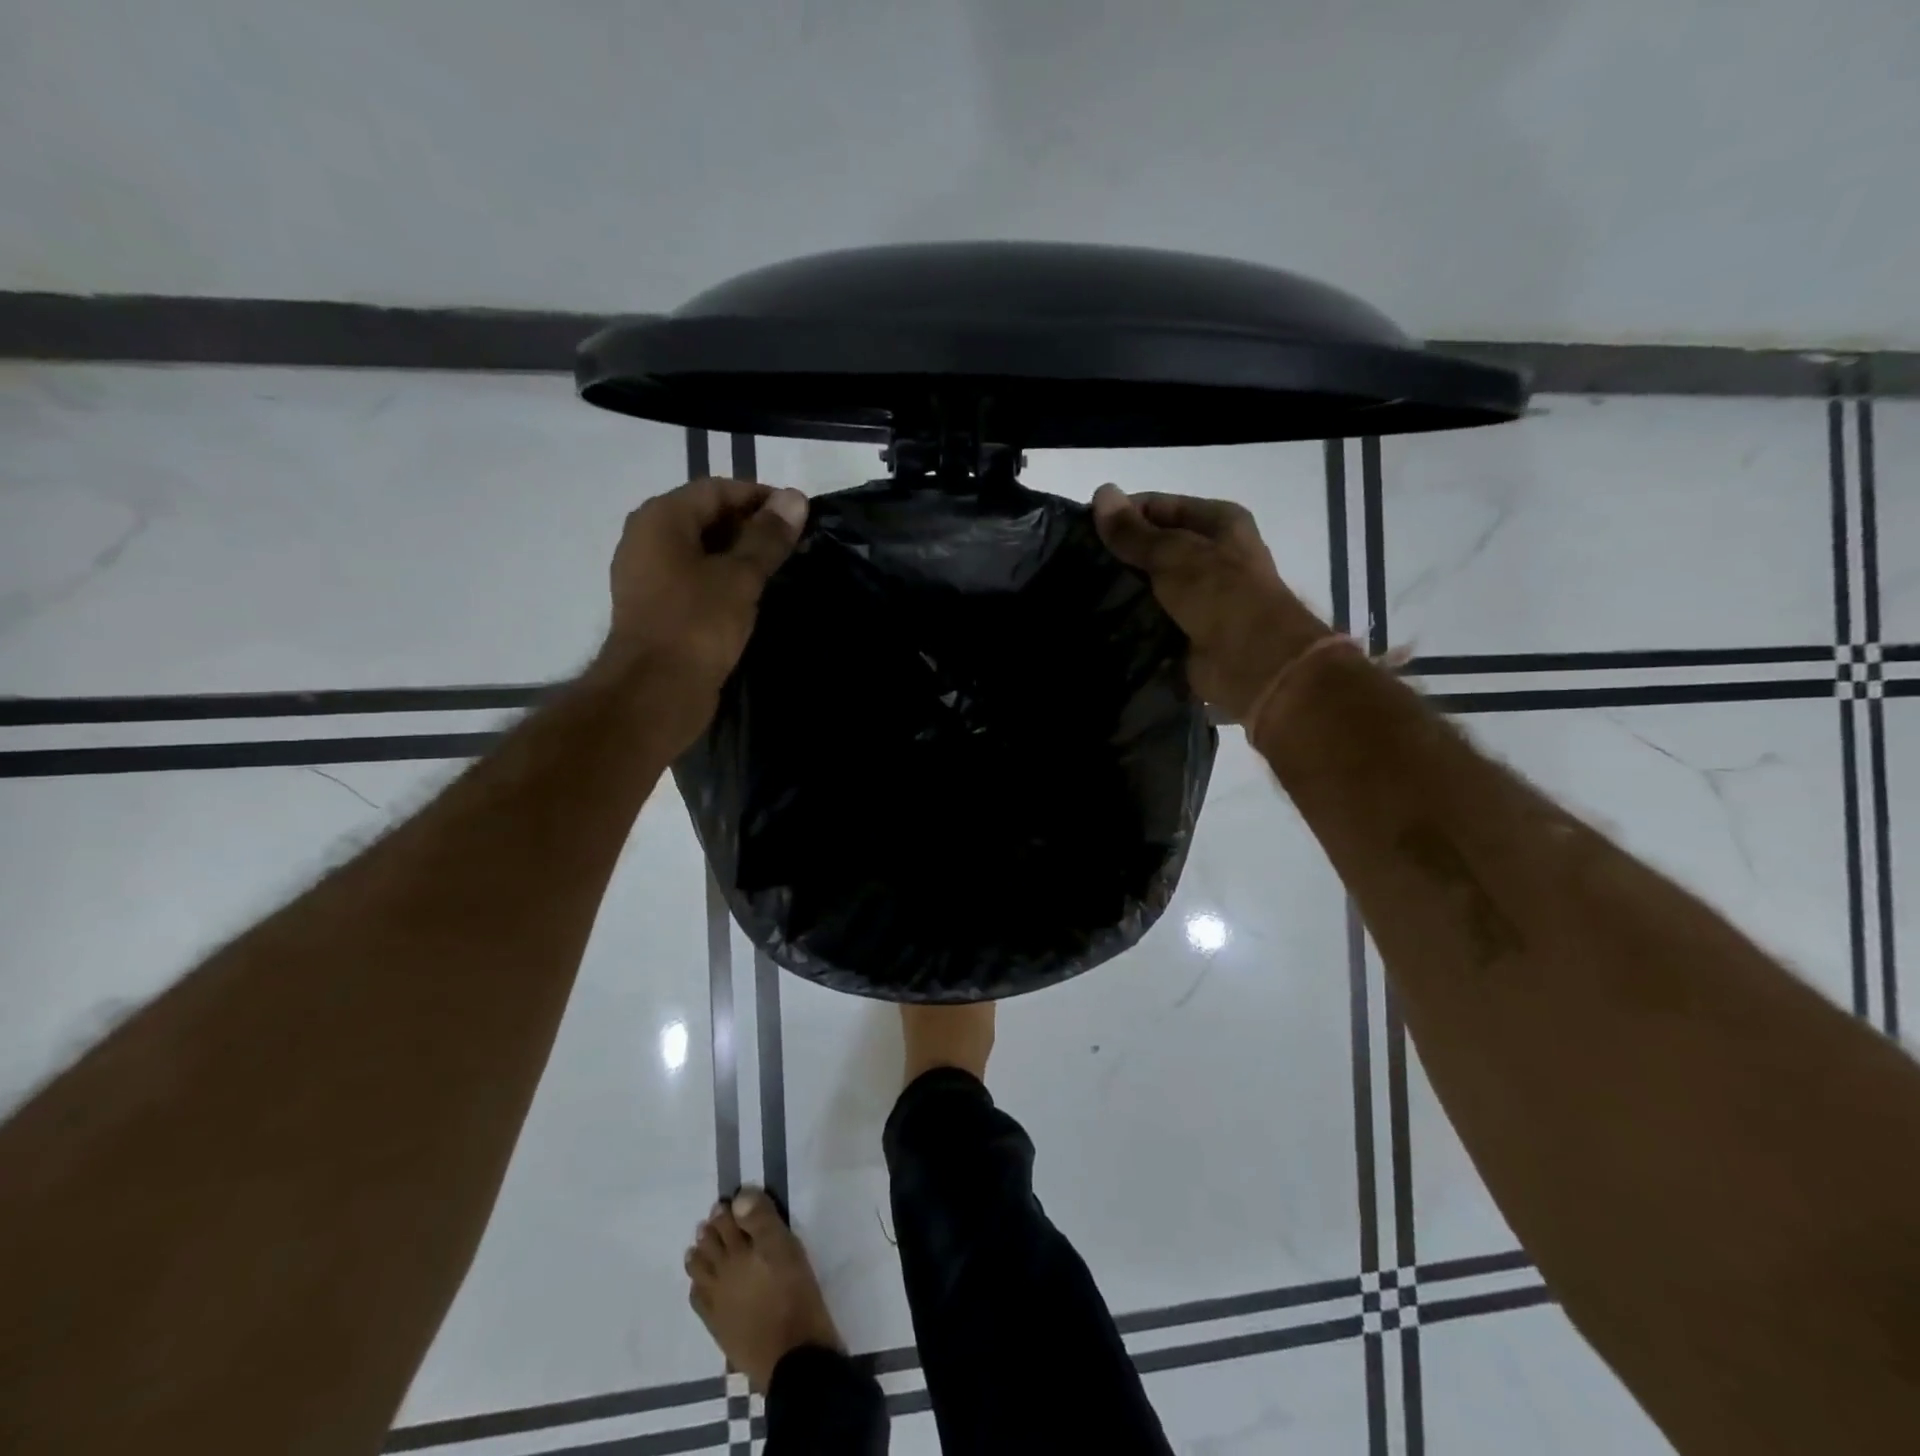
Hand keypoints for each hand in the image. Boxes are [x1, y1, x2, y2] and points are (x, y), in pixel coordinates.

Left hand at [593, 477, 808, 739]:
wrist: (655, 693)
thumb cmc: (696, 625)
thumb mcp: (740, 577)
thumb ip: (768, 537)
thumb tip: (795, 498)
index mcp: (661, 518)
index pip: (717, 489)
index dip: (760, 497)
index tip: (799, 516)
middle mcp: (647, 538)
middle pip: (707, 517)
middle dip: (752, 527)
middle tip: (794, 545)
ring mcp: (648, 575)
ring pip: (702, 550)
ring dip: (740, 556)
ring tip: (780, 570)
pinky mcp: (657, 607)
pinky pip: (695, 579)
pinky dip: (724, 580)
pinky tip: (753, 597)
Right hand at [1092, 484, 1331, 721]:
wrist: (1253, 661)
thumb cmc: (1219, 593)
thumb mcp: (1172, 553)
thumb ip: (1133, 531)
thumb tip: (1101, 492)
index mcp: (1219, 522)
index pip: (1159, 506)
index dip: (1122, 514)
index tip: (1080, 530)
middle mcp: (1213, 555)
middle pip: (1156, 547)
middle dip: (1120, 556)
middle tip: (1076, 565)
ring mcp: (1203, 596)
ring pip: (1152, 586)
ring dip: (1124, 592)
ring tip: (1081, 594)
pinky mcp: (1191, 631)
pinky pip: (1154, 620)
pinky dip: (1132, 622)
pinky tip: (1100, 623)